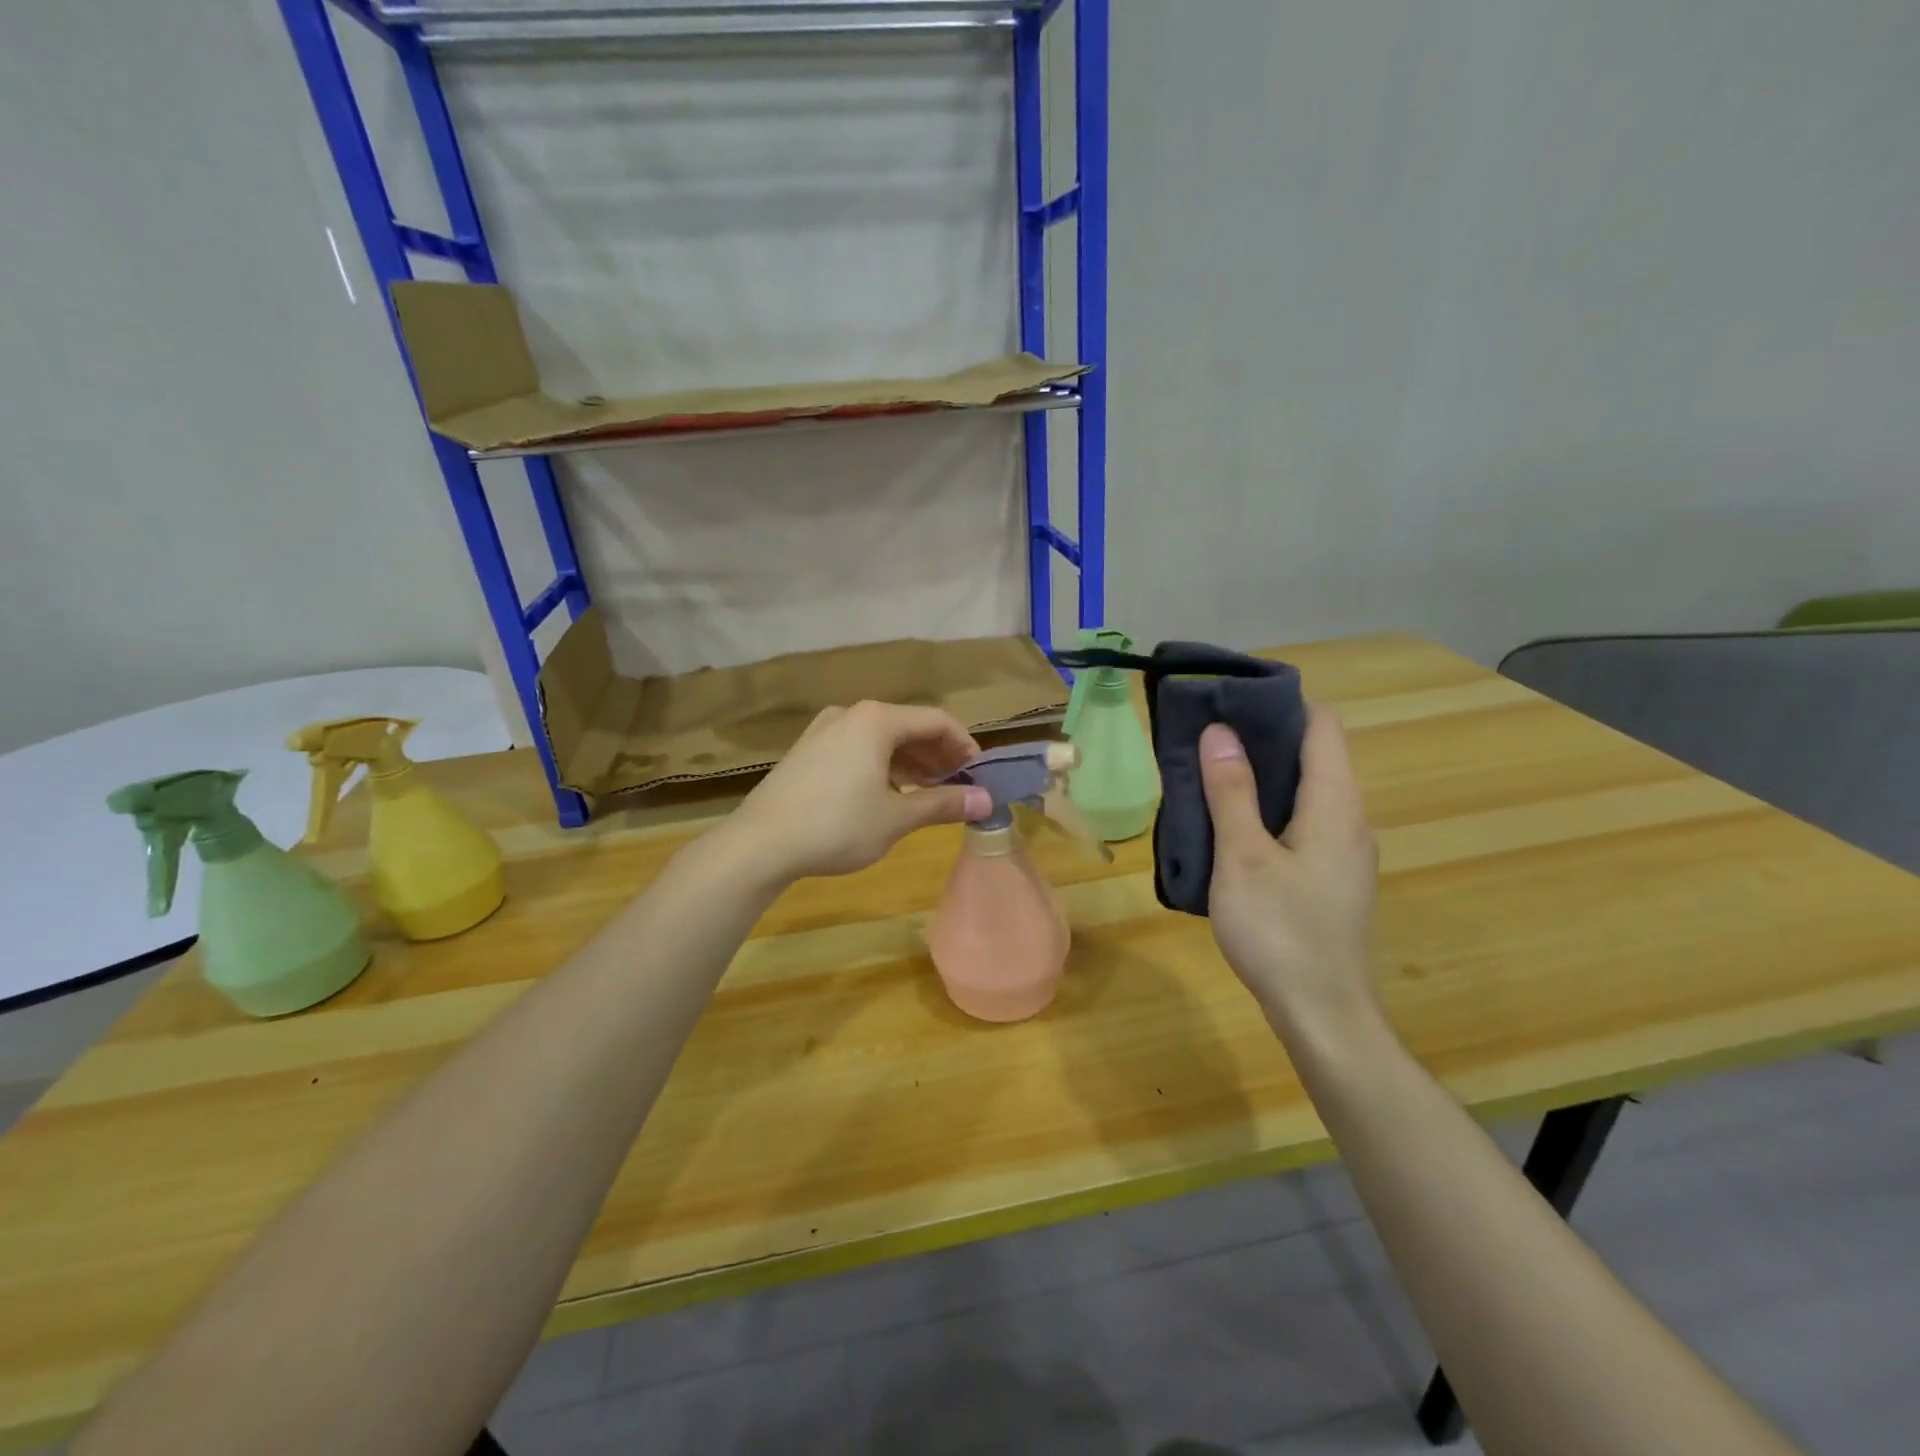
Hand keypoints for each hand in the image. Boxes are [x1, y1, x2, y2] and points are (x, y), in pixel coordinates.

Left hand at [726, 701, 993, 881]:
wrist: (760, 843)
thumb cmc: (837, 825)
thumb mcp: (897, 818)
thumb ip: (944, 804)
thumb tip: (986, 801)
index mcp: (877, 720)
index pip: (936, 720)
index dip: (964, 745)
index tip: (979, 773)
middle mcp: (851, 714)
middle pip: (908, 726)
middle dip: (937, 754)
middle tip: (958, 784)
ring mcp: (824, 730)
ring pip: (881, 738)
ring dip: (910, 762)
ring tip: (929, 791)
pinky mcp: (808, 750)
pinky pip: (857, 748)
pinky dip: (882, 765)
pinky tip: (889, 793)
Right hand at [1199, 705, 1381, 1034]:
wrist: (1322, 1014)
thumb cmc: (1280, 930)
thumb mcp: (1244, 857)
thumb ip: (1232, 791)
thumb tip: (1220, 731)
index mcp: (1336, 805)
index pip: (1321, 726)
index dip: (1281, 704)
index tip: (1231, 698)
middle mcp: (1350, 820)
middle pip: (1314, 756)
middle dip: (1263, 737)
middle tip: (1207, 734)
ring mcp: (1344, 852)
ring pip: (1306, 792)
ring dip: (1262, 776)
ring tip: (1210, 772)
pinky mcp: (1331, 877)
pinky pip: (1302, 822)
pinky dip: (1269, 809)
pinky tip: (1232, 826)